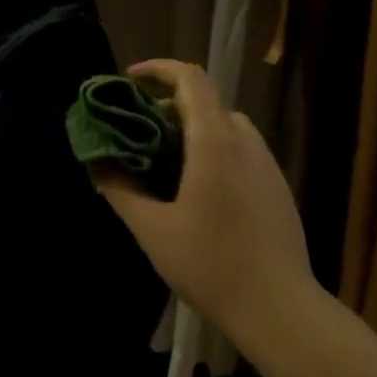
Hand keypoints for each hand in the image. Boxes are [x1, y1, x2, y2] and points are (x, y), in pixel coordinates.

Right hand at [96, 59, 315, 343]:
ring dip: (194, 130)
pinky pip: (241, 151)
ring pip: (227, 127)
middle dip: (168, 106)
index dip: (158, 69)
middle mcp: (246, 143)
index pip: (191, 79)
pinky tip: (198, 192)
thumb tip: (98, 164)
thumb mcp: (152, 229)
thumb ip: (120, 190)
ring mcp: (267, 165)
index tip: (129, 81)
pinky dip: (214, 151)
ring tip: (165, 163)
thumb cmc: (209, 265)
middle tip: (138, 134)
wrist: (278, 307)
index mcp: (215, 143)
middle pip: (207, 101)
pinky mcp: (277, 187)